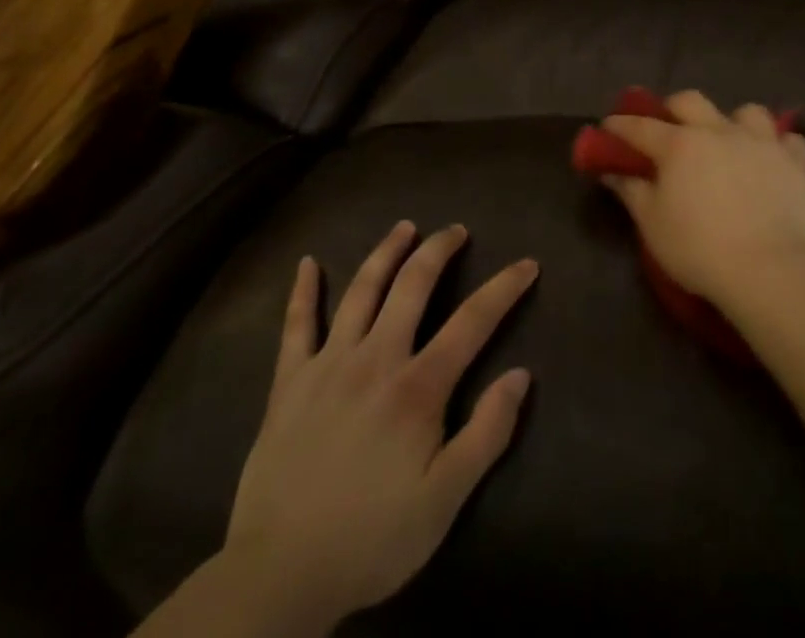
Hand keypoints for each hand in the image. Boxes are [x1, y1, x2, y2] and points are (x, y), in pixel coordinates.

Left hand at [222, 222, 538, 629]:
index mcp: (417, 387)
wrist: (277, 577)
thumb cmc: (371, 539)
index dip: (504, 287)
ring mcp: (328, 365)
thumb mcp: (444, 501)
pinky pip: (296, 326)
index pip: (473, 320)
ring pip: (361, 290)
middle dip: (439, 250)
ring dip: (386, 252)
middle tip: (457, 230)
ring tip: (405, 227)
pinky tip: (307, 264)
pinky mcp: (289, 383)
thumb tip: (521, 375)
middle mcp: (376, 359)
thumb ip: (487, 434)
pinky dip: (302, 292)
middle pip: (413, 285)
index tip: (527, 264)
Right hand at [599, 90, 804, 310]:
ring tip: (731, 142)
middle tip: (669, 129)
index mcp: (680, 145)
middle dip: (674, 109)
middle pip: (690, 101)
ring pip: (747, 112)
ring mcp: (761, 142)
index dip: (621, 125)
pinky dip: (778, 146)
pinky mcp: (795, 161)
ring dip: (734, 122)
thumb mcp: (653, 226)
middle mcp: (719, 131)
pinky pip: (788, 140)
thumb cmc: (700, 250)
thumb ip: (631, 192)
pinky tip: (773, 160)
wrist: (771, 269)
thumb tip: (612, 171)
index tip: (609, 126)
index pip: (640, 126)